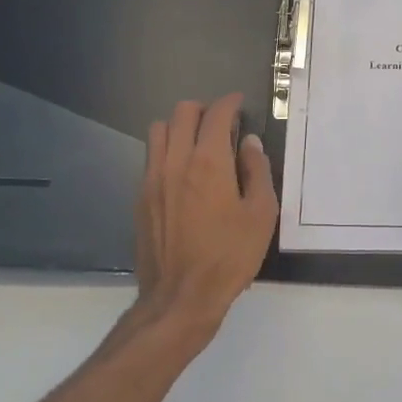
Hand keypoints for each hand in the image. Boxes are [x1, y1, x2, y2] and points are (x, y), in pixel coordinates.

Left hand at [133, 93, 276, 340]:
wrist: (180, 297)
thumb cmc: (229, 256)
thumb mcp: (261, 214)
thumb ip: (257, 172)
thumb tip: (249, 143)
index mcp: (209, 162)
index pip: (216, 114)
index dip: (230, 103)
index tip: (240, 105)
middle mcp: (175, 161)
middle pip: (182, 113)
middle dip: (205, 110)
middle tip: (223, 124)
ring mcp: (152, 179)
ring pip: (159, 130)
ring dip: (180, 127)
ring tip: (199, 144)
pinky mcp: (140, 197)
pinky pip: (150, 157)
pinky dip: (167, 150)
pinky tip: (183, 172)